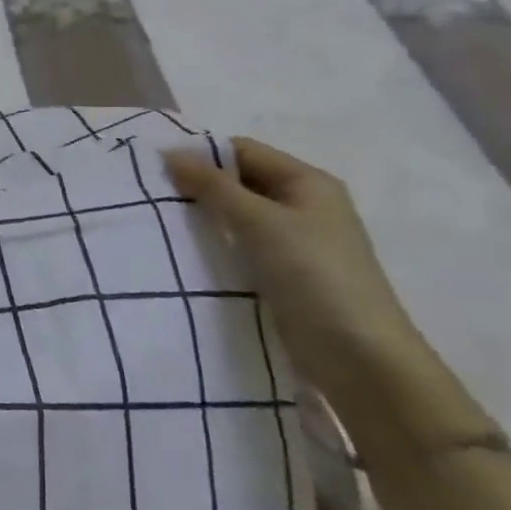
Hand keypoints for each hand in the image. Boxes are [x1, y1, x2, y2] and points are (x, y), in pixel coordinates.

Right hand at [162, 138, 432, 404]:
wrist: (361, 358)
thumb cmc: (315, 275)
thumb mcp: (261, 222)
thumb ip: (213, 186)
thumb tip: (170, 153)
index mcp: (308, 182)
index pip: (243, 151)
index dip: (200, 154)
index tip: (153, 166)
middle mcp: (303, 205)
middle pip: (239, 181)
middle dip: (197, 185)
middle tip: (149, 193)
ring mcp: (294, 242)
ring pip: (237, 215)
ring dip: (203, 216)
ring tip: (158, 220)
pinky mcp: (284, 273)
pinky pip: (240, 245)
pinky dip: (214, 243)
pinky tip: (183, 250)